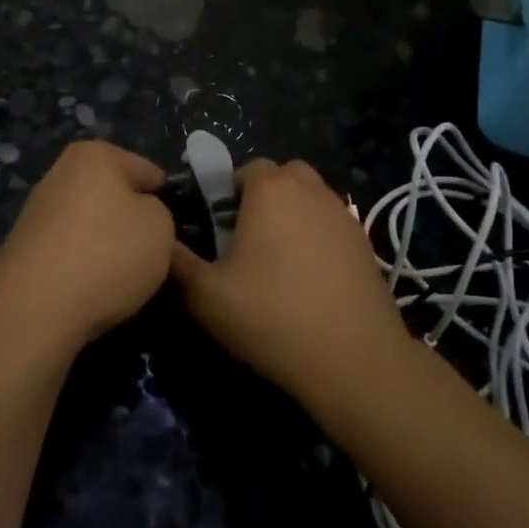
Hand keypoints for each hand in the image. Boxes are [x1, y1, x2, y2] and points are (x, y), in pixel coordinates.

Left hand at [0, 140, 173, 348]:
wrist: (34, 308)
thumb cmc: (108, 253)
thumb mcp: (160, 227)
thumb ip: (158, 212)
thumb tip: (137, 217)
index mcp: (94, 156)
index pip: (144, 169)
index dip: (164, 195)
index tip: (175, 222)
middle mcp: (59, 174)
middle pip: (112, 194)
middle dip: (131, 217)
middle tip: (153, 248)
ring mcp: (36, 213)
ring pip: (89, 223)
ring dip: (106, 243)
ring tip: (125, 274)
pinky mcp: (23, 249)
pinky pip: (69, 251)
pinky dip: (83, 265)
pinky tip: (94, 288)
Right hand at [170, 158, 409, 404]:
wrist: (353, 358)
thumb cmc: (272, 317)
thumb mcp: (206, 296)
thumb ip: (178, 262)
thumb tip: (163, 241)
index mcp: (270, 190)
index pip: (246, 168)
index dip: (228, 193)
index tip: (220, 229)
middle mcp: (310, 190)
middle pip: (283, 175)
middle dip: (264, 196)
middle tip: (248, 238)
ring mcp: (343, 214)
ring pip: (311, 197)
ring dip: (294, 213)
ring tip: (280, 259)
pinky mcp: (365, 242)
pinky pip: (333, 223)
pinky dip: (319, 236)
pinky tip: (311, 278)